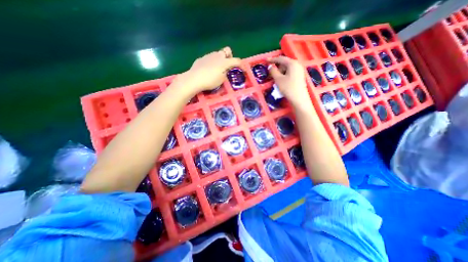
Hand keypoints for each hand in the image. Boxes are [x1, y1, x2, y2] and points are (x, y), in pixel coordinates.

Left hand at [174, 46, 242, 93]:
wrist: (194, 79)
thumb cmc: (210, 81)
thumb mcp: (221, 80)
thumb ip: (225, 73)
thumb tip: (225, 70)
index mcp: (224, 62)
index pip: (236, 61)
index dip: (241, 64)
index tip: (243, 69)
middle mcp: (217, 56)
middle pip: (227, 50)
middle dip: (229, 56)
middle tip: (227, 65)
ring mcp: (208, 56)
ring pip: (217, 54)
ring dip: (220, 59)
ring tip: (217, 69)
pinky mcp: (201, 58)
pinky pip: (209, 58)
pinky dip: (211, 62)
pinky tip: (207, 70)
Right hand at [266, 55, 309, 107]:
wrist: (299, 98)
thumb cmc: (288, 88)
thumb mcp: (278, 79)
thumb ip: (273, 71)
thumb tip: (270, 66)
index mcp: (292, 63)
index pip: (281, 59)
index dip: (272, 59)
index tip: (266, 60)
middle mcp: (297, 64)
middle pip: (285, 63)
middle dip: (277, 67)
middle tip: (271, 73)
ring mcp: (299, 70)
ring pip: (287, 68)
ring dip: (281, 72)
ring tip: (277, 79)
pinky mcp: (300, 76)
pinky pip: (290, 72)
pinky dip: (285, 74)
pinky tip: (282, 80)